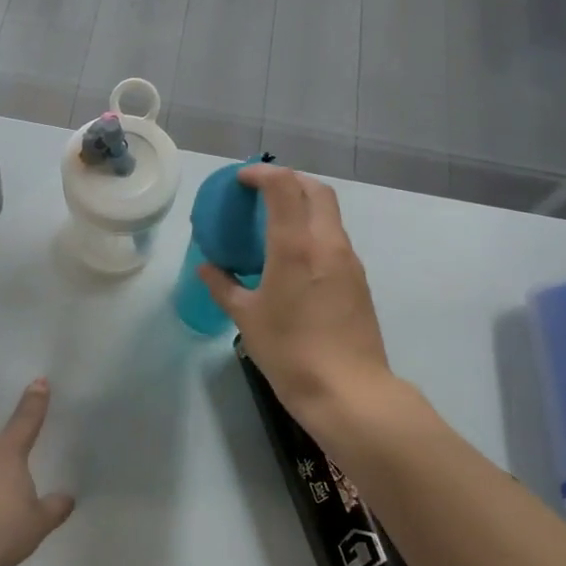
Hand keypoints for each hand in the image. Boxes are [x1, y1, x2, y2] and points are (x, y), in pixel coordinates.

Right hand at [199, 165, 394, 435]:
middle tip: (262, 193)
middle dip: (289, 181)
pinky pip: (335, 239)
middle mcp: (328, 243)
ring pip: (329, 214)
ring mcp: (349, 261)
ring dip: (304, 205)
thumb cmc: (290, 352)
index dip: (262, 173)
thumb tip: (207, 268)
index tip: (241, 180)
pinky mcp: (359, 280)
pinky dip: (314, 231)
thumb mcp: (246, 318)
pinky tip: (295, 257)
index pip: (284, 186)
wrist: (349, 391)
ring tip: (276, 223)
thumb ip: (223, 286)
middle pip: (315, 190)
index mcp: (296, 246)